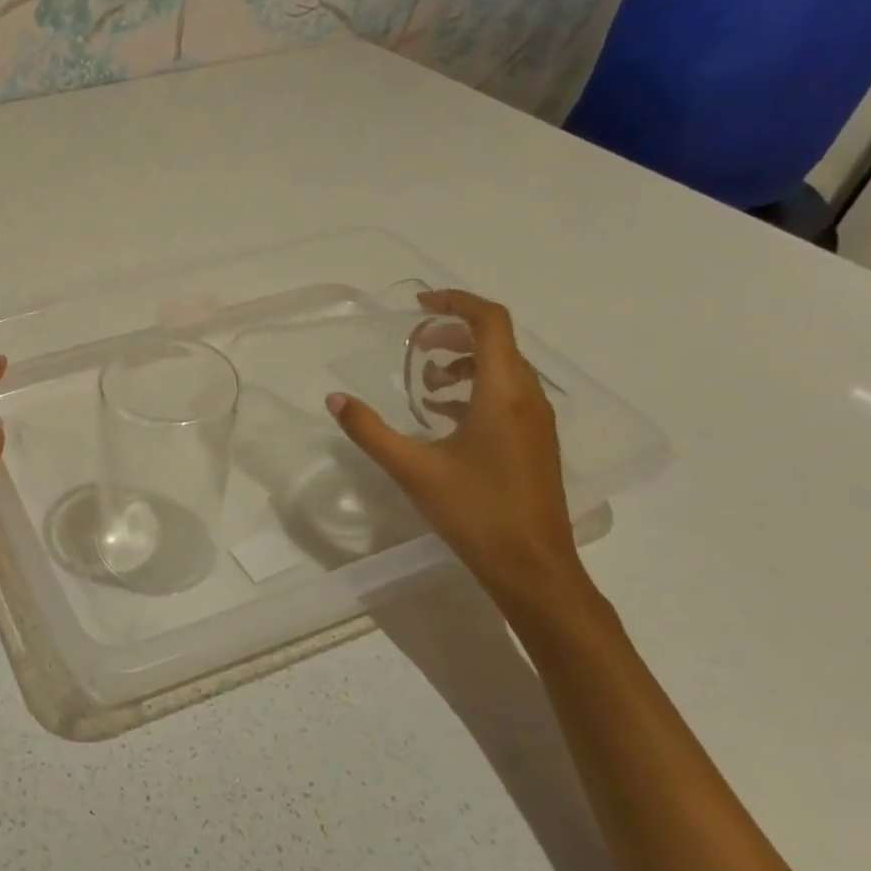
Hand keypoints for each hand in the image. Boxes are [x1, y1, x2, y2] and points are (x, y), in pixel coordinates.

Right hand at [327, 290, 600, 630]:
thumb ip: (369, 430)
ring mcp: (536, 421)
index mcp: (503, 392)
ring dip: (462, 363)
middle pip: (496, 341)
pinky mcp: (534, 442)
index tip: (419, 305)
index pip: (490, 321)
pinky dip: (473, 390)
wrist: (533, 567)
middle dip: (452, 334)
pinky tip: (441, 417)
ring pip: (502, 369)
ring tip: (423, 384)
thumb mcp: (412, 468)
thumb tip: (335, 399)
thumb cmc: (475, 512)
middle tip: (412, 347)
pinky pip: (505, 395)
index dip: (456, 302)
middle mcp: (527, 397)